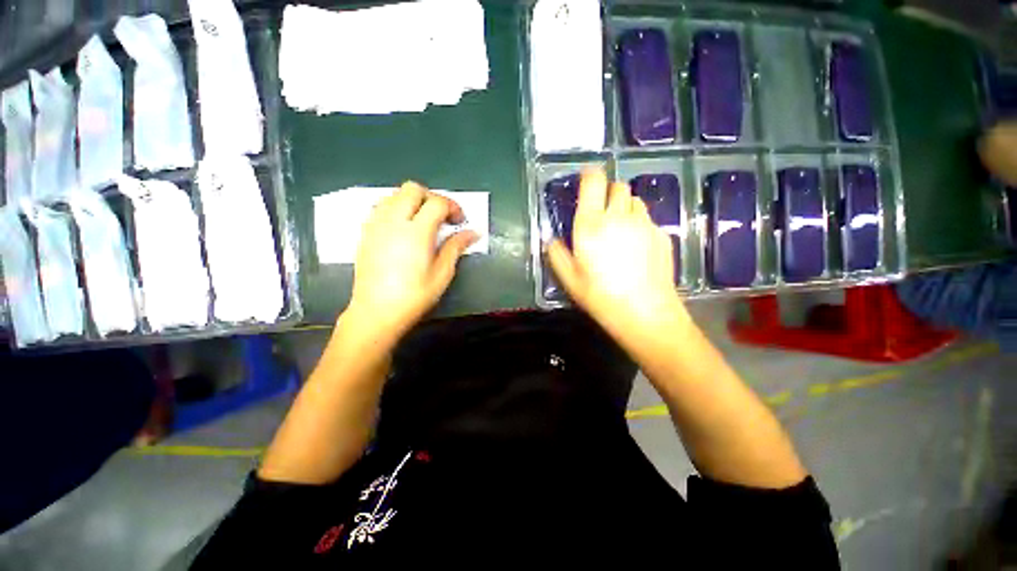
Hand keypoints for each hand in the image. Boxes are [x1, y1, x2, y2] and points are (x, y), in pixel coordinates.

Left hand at [347, 182, 477, 339]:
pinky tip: (403, 228)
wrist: (376, 312)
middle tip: (442, 217)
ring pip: (395, 194)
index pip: (437, 203)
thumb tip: (473, 232)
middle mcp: (393, 221)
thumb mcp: (442, 273)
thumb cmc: (414, 296)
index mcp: (416, 232)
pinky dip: (396, 208)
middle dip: (432, 198)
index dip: (453, 207)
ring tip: (423, 221)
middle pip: (413, 189)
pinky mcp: (366, 232)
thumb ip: (456, 247)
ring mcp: (376, 225)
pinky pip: (381, 206)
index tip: (460, 222)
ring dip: (413, 201)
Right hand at [547, 169, 685, 335]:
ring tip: (619, 227)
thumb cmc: (601, 296)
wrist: (645, 313)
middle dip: (608, 192)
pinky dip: (639, 223)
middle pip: (618, 186)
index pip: (594, 182)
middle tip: (601, 211)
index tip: (587, 177)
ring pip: (635, 200)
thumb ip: (556, 254)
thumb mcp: (569, 279)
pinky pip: (648, 219)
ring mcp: (644, 224)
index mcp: (592, 225)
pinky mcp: (662, 234)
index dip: (590, 174)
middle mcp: (619, 217)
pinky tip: (636, 246)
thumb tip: (552, 240)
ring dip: (624, 207)